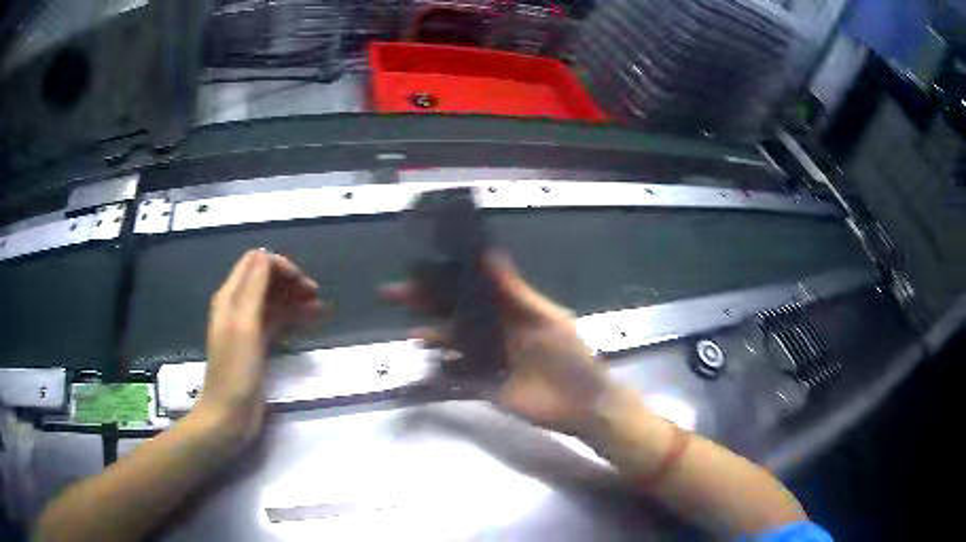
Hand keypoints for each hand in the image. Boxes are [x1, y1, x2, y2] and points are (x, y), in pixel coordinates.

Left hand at [198, 249, 324, 444]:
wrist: (230, 415)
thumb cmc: (236, 370)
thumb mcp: (244, 324)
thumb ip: (254, 287)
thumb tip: (268, 256)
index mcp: (230, 296)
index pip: (256, 262)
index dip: (281, 266)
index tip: (303, 284)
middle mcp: (237, 306)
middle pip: (266, 279)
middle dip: (291, 282)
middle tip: (315, 296)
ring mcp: (247, 327)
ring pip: (274, 301)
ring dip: (295, 299)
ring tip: (321, 310)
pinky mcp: (257, 346)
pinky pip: (276, 322)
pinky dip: (292, 318)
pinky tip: (310, 322)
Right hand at [381, 253, 615, 435]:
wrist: (583, 405)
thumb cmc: (572, 358)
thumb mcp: (548, 320)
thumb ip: (517, 292)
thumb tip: (490, 253)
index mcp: (508, 310)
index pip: (469, 288)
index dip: (444, 277)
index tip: (417, 267)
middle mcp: (493, 330)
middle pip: (452, 312)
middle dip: (423, 302)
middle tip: (391, 293)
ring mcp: (486, 359)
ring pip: (450, 343)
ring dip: (430, 336)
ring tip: (413, 335)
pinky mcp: (483, 386)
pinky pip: (455, 377)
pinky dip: (440, 373)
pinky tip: (428, 370)